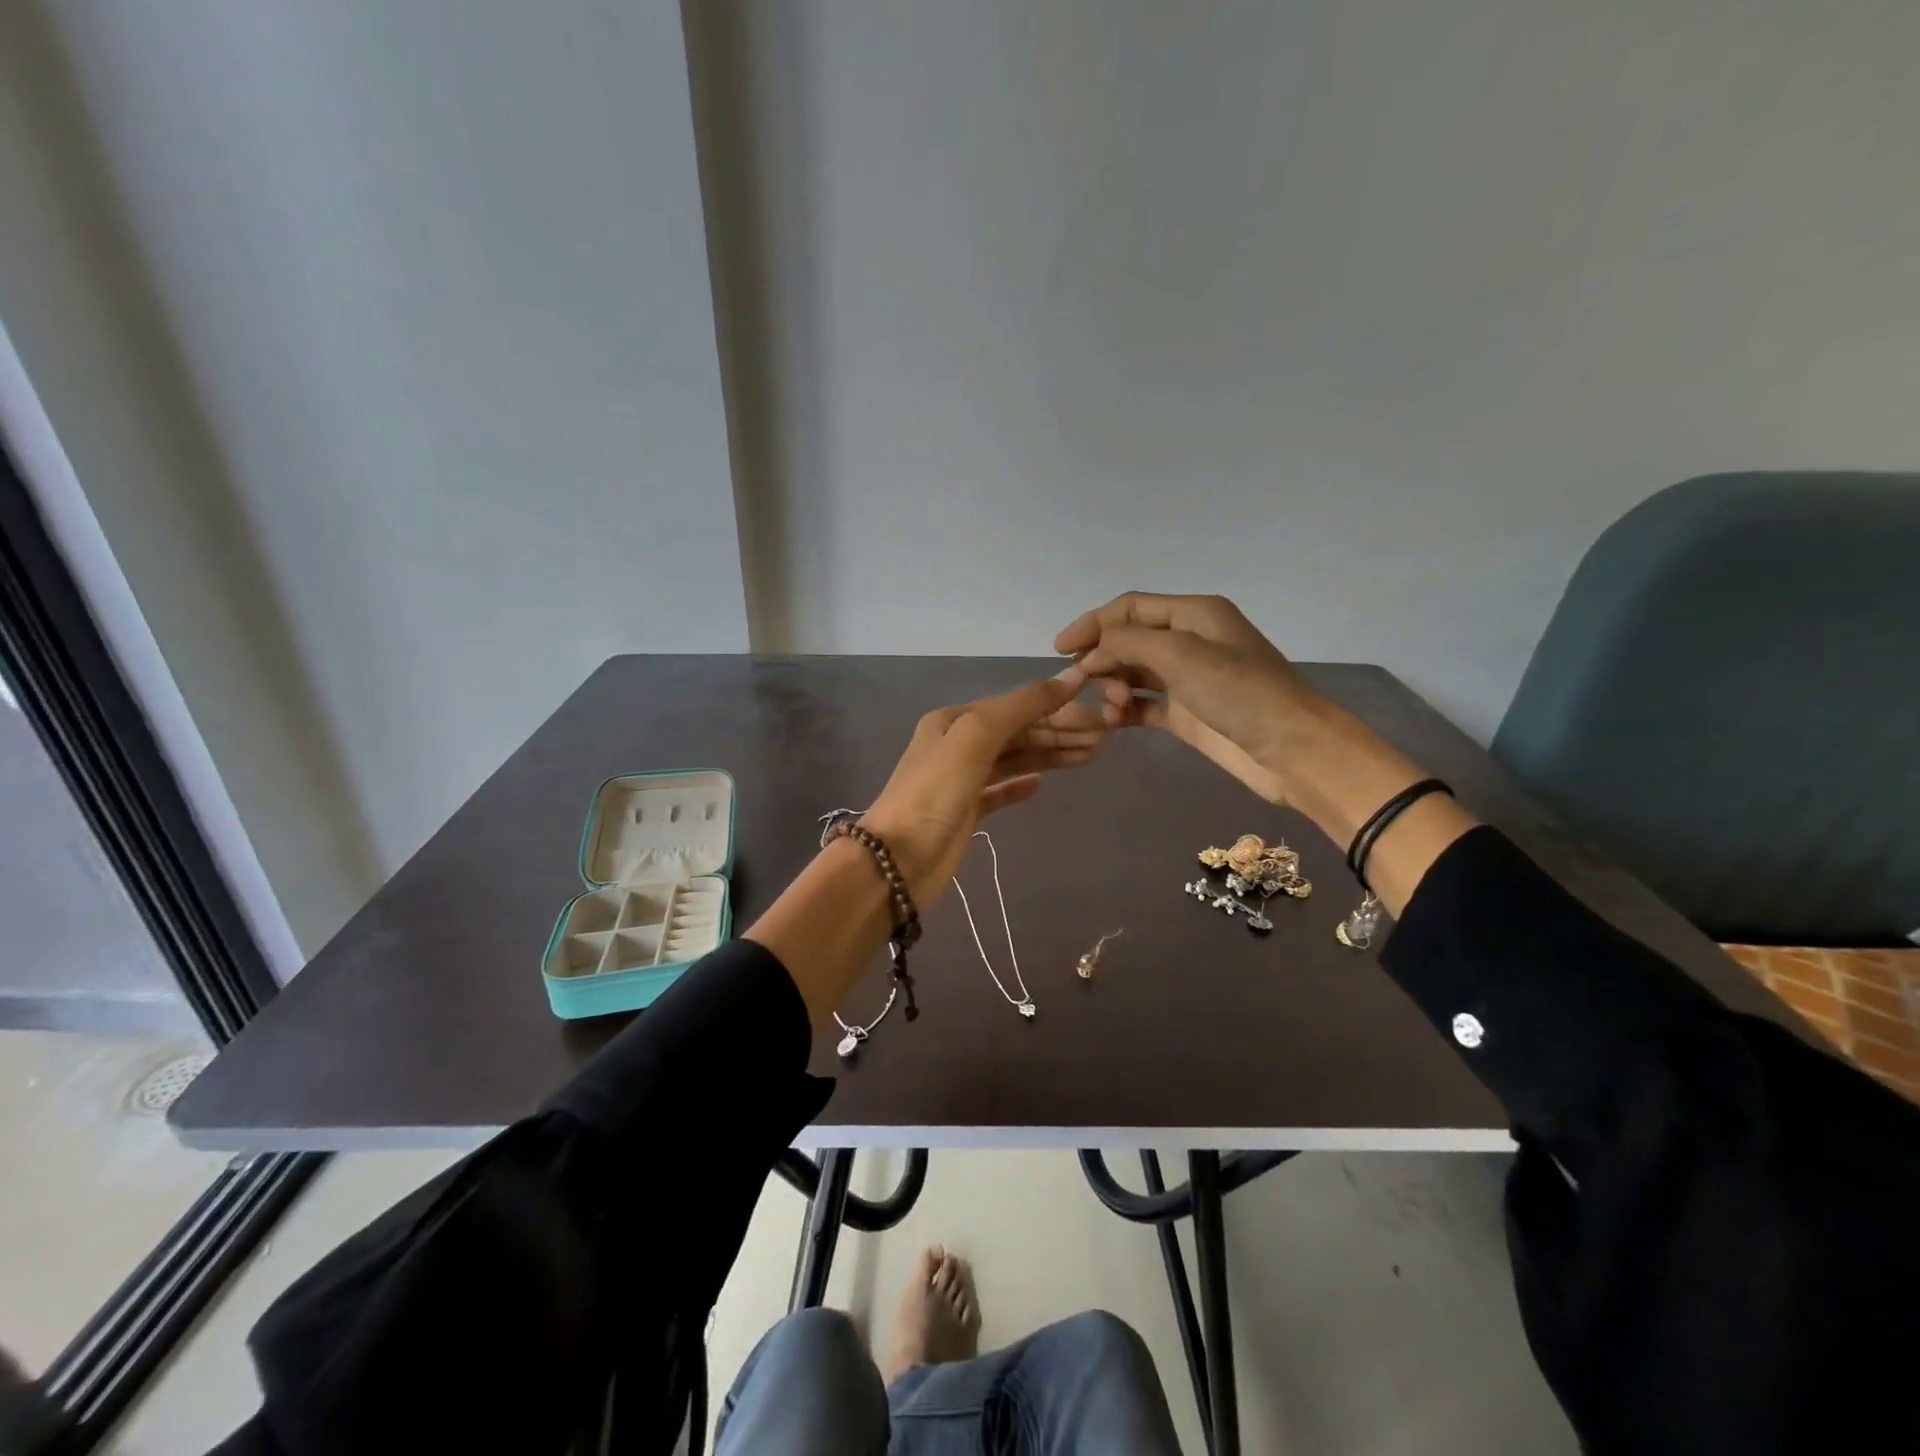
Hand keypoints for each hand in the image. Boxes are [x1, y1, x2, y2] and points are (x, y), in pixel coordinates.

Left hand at [859, 670, 1104, 902]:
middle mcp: (956, 744)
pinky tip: (1041, 785)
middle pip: (1017, 732)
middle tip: (1103, 738)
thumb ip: (1021, 707)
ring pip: (1013, 760)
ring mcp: (960, 780)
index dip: (1056, 709)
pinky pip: (999, 791)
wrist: (897, 861)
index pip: (1015, 707)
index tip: (1098, 716)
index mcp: (953, 720)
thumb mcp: (976, 738)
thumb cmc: (935, 793)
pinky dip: (1020, 785)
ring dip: (1049, 755)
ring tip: (1090, 756)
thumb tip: (1069, 678)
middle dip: (1059, 732)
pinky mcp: (965, 813)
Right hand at [1054, 592, 1313, 802]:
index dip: (1092, 623)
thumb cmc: (1239, 692)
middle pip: (1129, 640)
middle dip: (1103, 659)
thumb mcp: (1180, 654)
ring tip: (1113, 708)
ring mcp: (1188, 680)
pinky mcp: (1188, 715)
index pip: (1129, 608)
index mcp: (1193, 614)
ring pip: (1133, 673)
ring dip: (1113, 687)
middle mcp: (1189, 641)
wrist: (1291, 749)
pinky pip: (1144, 705)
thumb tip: (1090, 652)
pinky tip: (1112, 723)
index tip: (1060, 649)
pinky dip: (1125, 711)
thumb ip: (1127, 643)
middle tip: (1087, 685)